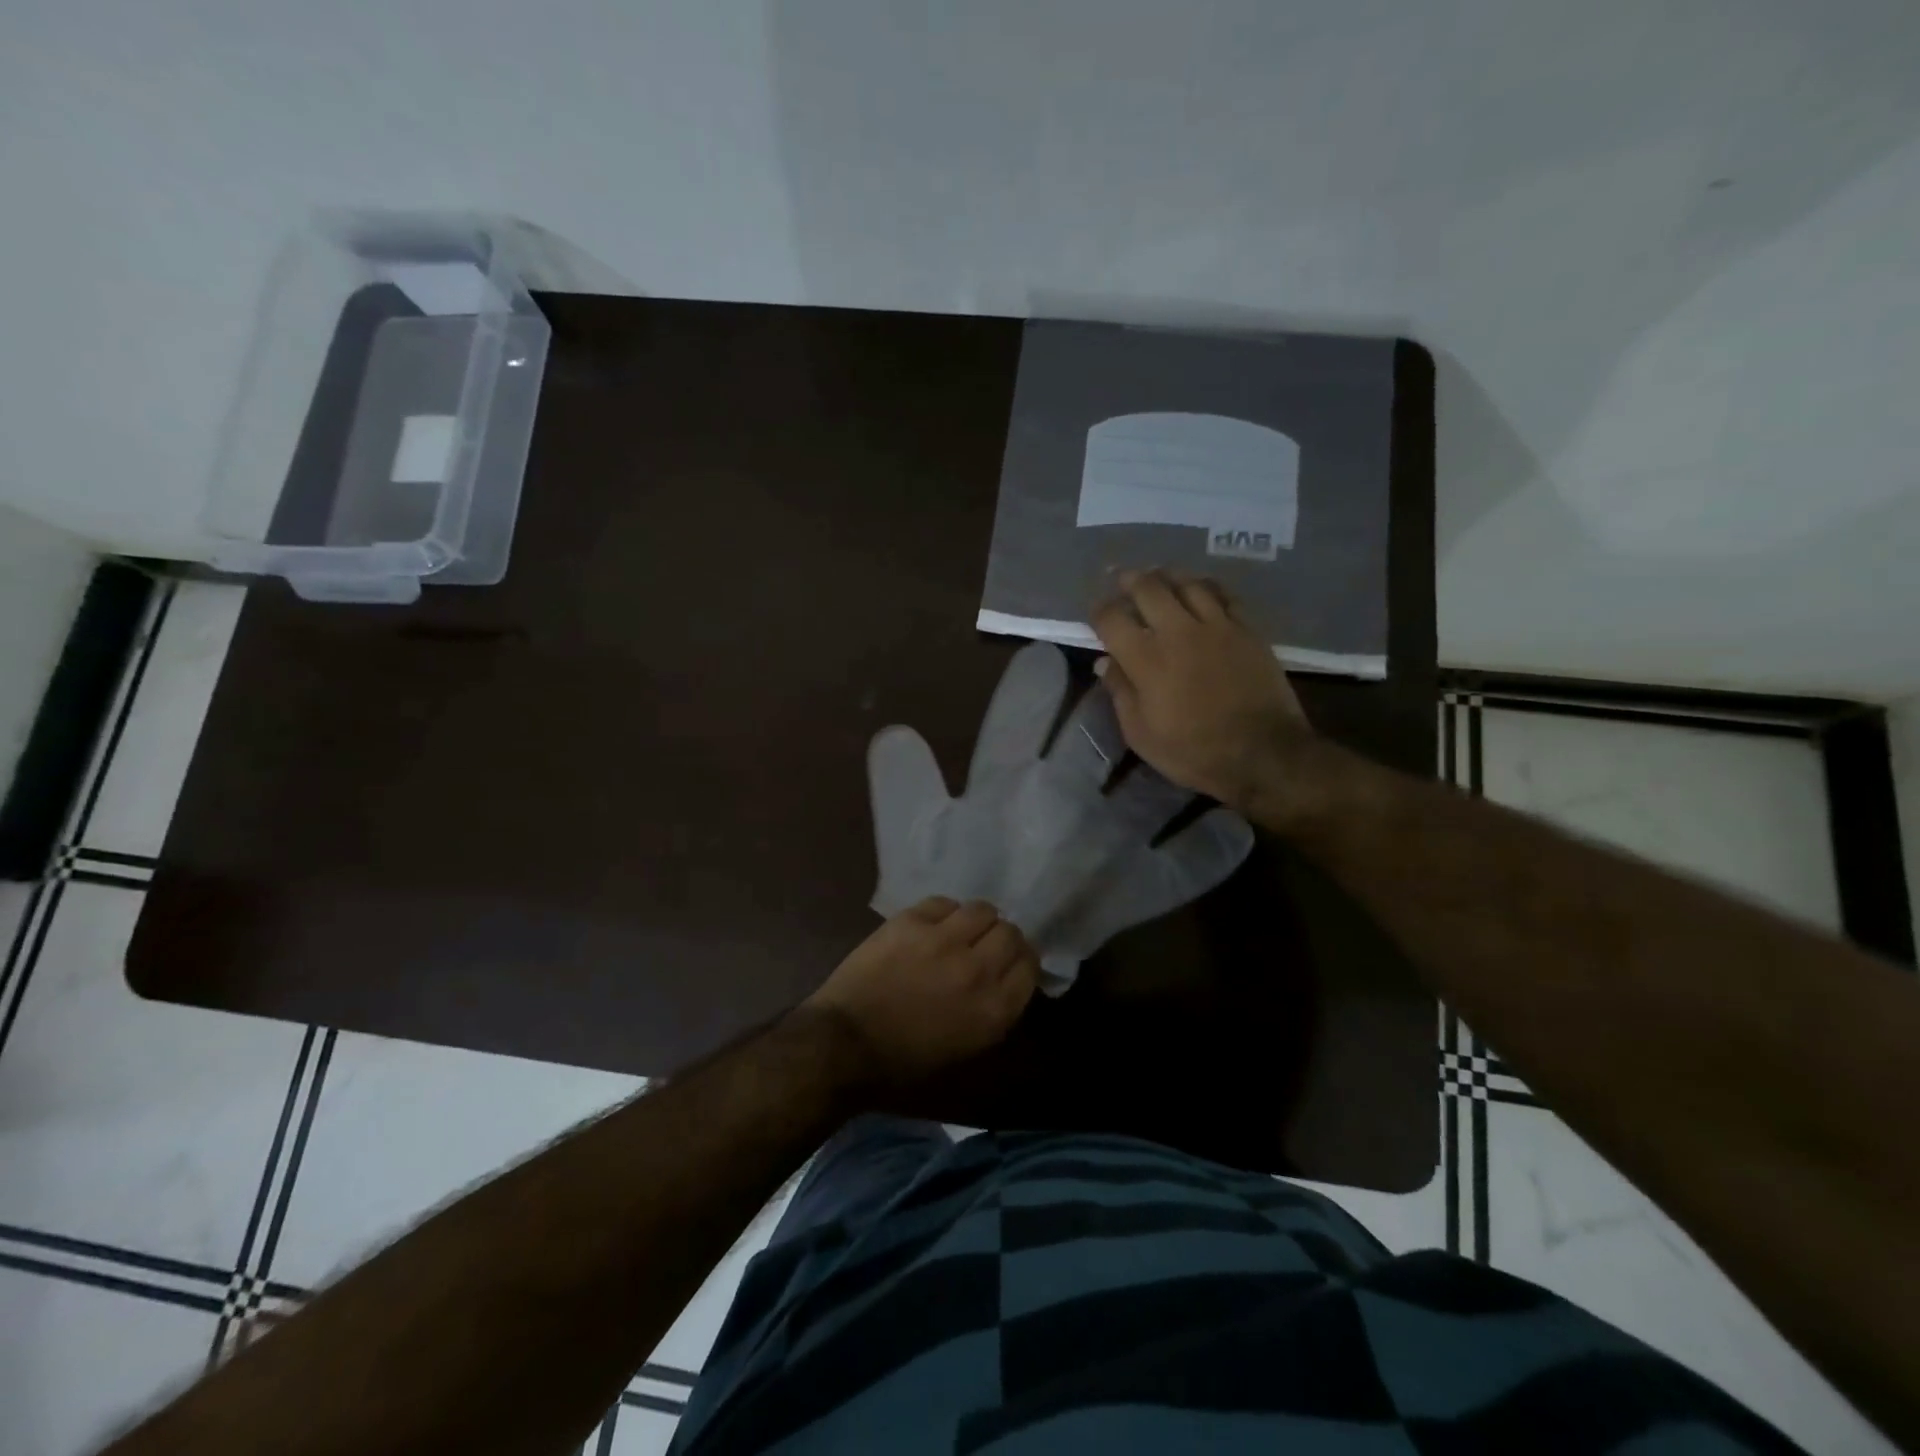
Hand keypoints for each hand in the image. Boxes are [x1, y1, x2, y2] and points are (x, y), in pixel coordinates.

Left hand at [804, 897, 1038, 1083]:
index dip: (1021, 962)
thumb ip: (996, 1014)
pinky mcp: (912, 921)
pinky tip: (932, 927)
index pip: (1030, 966)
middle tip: (984, 948)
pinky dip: (944, 913)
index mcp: (995, 1010)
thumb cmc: (904, 1064)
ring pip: (982, 910)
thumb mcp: (966, 1052)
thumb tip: (1008, 983)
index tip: (1009, 965)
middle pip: (1010, 933)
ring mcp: (943, 940)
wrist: (845, 1043)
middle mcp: (977, 969)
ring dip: (976, 921)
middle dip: (1002, 940)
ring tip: (961, 932)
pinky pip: (943, 903)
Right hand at [1090, 568, 1310, 813]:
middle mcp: (1178, 632)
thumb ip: (1121, 693)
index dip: (1099, 611)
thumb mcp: (1141, 734)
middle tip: (1120, 578)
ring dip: (1167, 575)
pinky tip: (1199, 588)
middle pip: (1148, 588)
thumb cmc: (1193, 752)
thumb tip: (1105, 662)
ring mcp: (1216, 626)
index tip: (1096, 614)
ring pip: (1187, 583)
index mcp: (1146, 659)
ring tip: (1158, 575)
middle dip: (1129, 580)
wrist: (1262, 754)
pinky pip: (1223, 594)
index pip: (1112, 618)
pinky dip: (1205, 586)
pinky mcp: (1247, 629)